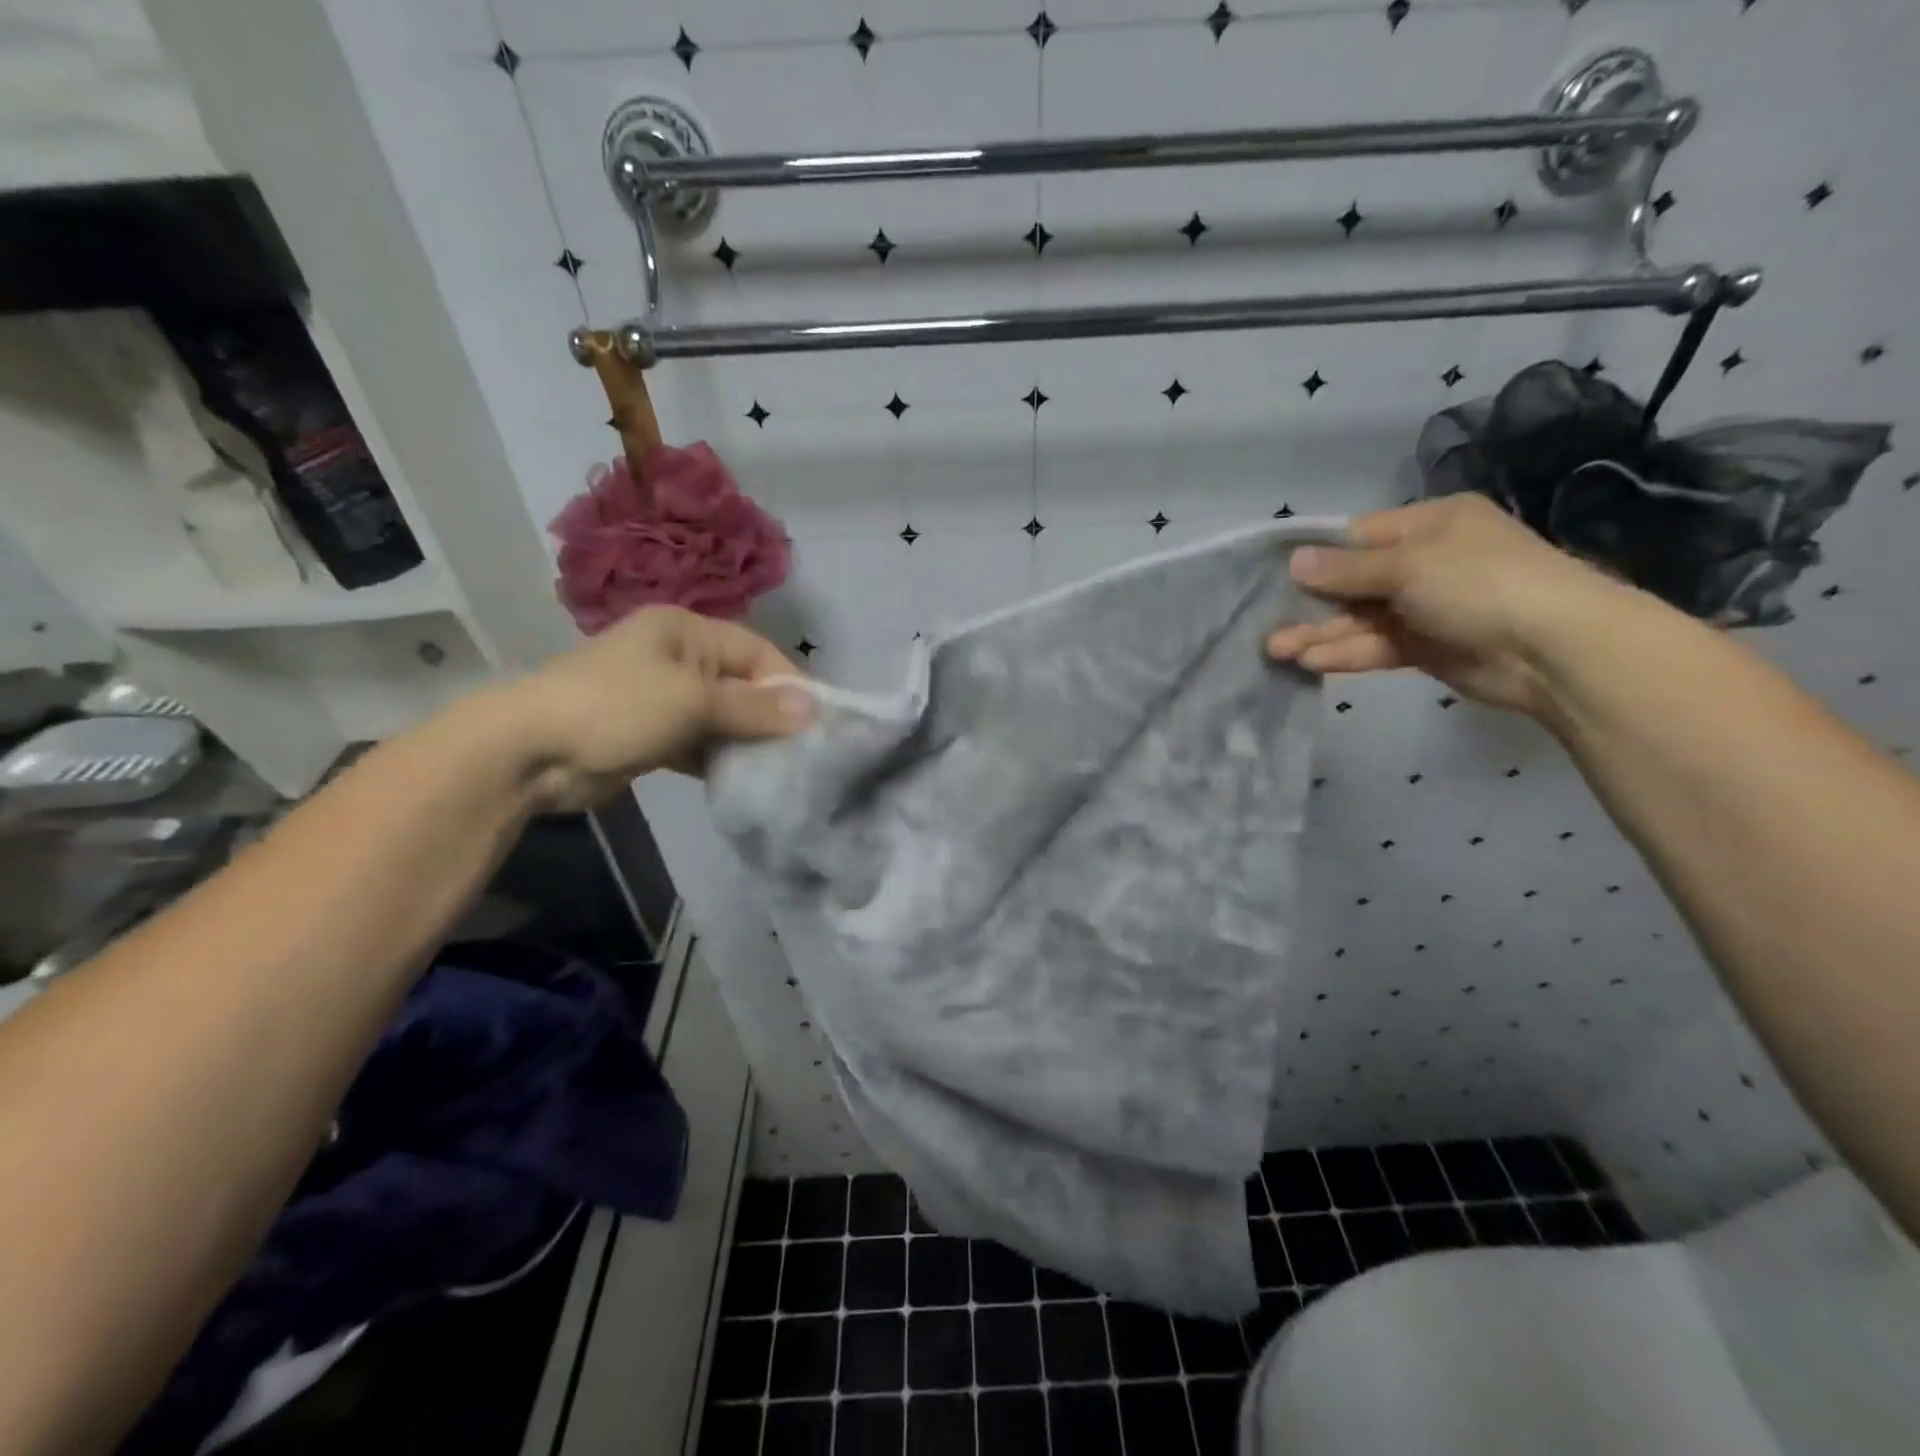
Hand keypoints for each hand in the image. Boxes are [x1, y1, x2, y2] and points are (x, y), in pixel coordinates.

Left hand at [507, 606, 810, 809]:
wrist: (529, 752)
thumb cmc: (617, 707)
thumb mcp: (693, 702)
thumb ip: (754, 708)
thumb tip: (814, 709)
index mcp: (685, 631)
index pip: (756, 652)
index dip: (789, 684)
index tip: (818, 721)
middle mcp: (677, 657)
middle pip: (741, 684)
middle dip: (770, 716)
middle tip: (802, 750)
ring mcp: (662, 697)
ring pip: (721, 716)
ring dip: (746, 740)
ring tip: (779, 768)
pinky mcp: (651, 734)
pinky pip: (699, 741)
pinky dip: (719, 757)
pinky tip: (742, 778)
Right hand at [1265, 495, 1632, 718]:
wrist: (1553, 649)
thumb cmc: (1480, 584)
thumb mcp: (1408, 565)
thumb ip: (1347, 569)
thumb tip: (1294, 561)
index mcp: (1429, 525)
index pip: (1358, 536)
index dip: (1316, 556)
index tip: (1274, 574)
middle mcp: (1425, 562)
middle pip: (1353, 582)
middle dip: (1311, 603)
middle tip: (1265, 622)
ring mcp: (1425, 608)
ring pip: (1360, 619)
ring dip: (1320, 634)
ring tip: (1276, 649)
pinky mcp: (1426, 648)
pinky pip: (1376, 646)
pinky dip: (1346, 653)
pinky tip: (1311, 661)